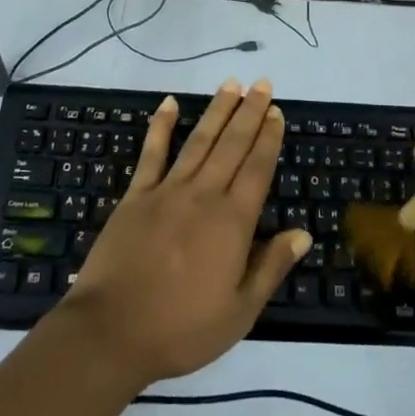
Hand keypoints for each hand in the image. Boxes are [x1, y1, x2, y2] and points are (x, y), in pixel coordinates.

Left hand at [57, 78, 309, 388]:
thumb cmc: (181, 329)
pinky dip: (161, 126)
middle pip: (232, 145)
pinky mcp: (136, 196)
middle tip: (261, 83)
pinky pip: (151, 153)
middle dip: (249, 112)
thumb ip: (270, 267)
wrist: (112, 332)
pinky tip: (170, 103)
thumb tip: (303, 233)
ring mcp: (167, 191)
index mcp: (232, 222)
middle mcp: (204, 195)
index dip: (268, 138)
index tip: (276, 111)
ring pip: (199, 141)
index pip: (257, 169)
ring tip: (231, 84)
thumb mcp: (239, 312)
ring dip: (217, 110)